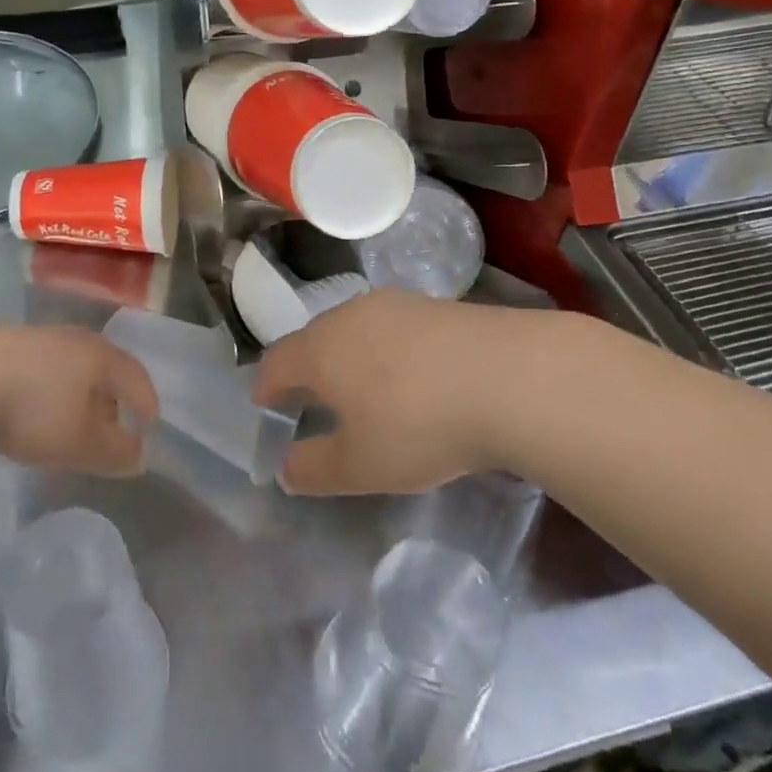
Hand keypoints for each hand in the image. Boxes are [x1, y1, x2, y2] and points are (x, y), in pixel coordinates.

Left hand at [0, 323, 159, 476]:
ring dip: (77, 392)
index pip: (135, 376)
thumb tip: (140, 455)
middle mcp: (75, 338)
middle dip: (111, 397)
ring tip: (70, 419)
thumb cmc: (34, 409)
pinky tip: (31, 407)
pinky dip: (48, 387)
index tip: (150, 422)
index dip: (146, 401)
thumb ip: (115, 451)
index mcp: (101, 356)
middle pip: (103, 367)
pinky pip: (41, 367)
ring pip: (70, 365)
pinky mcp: (4, 342)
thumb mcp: (80, 442)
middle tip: (112, 424)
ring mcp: (38, 336)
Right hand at [253, 289, 522, 494]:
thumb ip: (314, 468)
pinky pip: (391, 326)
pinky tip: (410, 374)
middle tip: (311, 398)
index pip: (276, 362)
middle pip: (312, 338)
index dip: (266, 387)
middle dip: (306, 368)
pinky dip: (386, 348)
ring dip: (348, 355)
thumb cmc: (417, 424)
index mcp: (319, 349)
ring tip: (361, 386)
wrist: (506, 376)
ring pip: (353, 328)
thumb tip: (287, 467)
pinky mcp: (432, 303)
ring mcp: (393, 303)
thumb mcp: (360, 465)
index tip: (266, 405)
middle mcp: (348, 315)